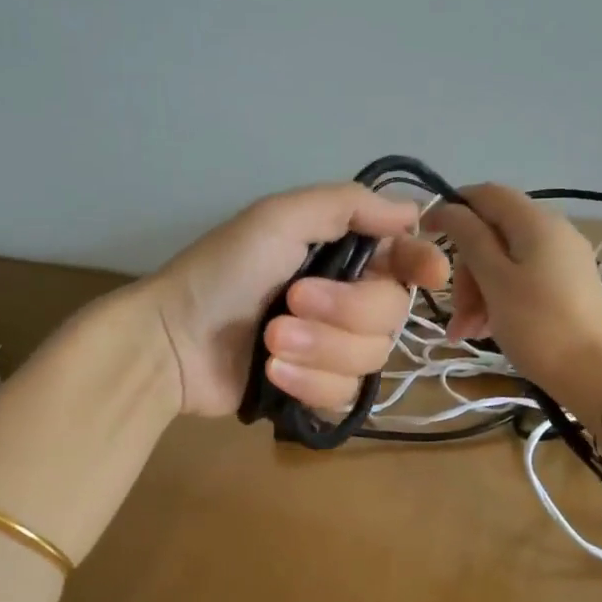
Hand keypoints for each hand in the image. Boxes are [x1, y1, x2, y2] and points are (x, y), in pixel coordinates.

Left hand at [146, 184, 449, 417]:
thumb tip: (414, 211)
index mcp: (341, 255)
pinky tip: (273, 373)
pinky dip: (310, 384)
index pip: (404, 259)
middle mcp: (345, 300)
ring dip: (320, 349)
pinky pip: (346, 394)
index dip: (423, 264)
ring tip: (270, 341)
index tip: (430, 273)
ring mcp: (332, 349)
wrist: (171, 341)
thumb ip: (346, 206)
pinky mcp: (316, 390)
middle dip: (343, 312)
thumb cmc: (222, 271)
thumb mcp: (278, 219)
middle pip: (392, 313)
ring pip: (371, 358)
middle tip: (291, 302)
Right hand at [428, 183, 601, 400]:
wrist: (596, 376)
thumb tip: (449, 206)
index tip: (425, 235)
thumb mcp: (495, 279)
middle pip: (492, 233)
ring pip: (503, 262)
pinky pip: (521, 281)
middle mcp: (553, 232)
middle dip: (465, 267)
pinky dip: (498, 300)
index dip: (453, 207)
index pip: (486, 194)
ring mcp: (562, 260)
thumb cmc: (538, 325)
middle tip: (455, 307)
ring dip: (477, 291)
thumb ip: (469, 237)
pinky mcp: (566, 287)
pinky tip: (483, 331)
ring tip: (464, 331)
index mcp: (536, 222)